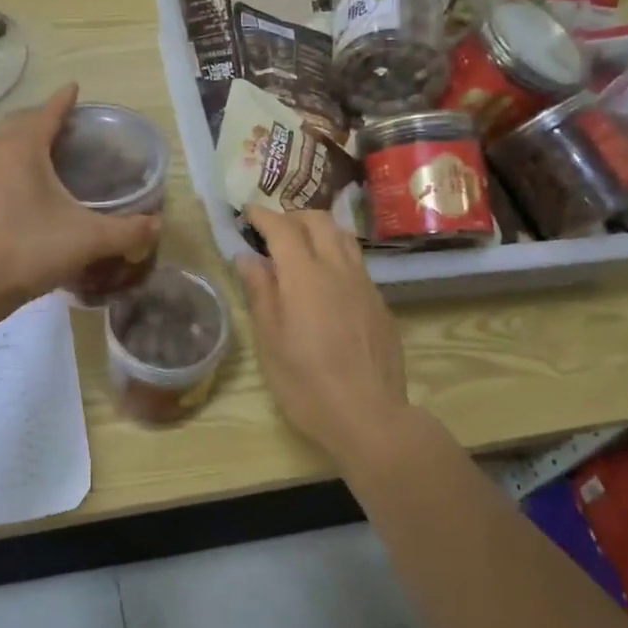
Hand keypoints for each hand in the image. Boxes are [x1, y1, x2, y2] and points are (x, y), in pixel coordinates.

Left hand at [0, 83, 161, 311]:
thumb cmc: (30, 249)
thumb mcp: (88, 240)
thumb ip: (127, 231)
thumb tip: (157, 226)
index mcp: (23, 149)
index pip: (47, 113)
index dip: (63, 101)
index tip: (75, 88)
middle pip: (19, 122)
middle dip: (42, 116)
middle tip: (65, 123)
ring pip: (0, 142)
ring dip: (22, 138)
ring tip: (45, 150)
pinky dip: (9, 160)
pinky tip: (22, 184)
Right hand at [233, 207, 409, 458]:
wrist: (369, 415)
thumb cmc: (306, 383)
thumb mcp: (270, 341)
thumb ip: (260, 292)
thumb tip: (248, 257)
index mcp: (304, 275)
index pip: (283, 228)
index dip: (263, 215)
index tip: (248, 212)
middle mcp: (338, 269)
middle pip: (319, 221)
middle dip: (293, 216)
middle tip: (272, 229)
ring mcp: (364, 284)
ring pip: (344, 237)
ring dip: (320, 229)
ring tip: (301, 244)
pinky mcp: (380, 303)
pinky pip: (357, 262)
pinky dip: (337, 254)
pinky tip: (326, 279)